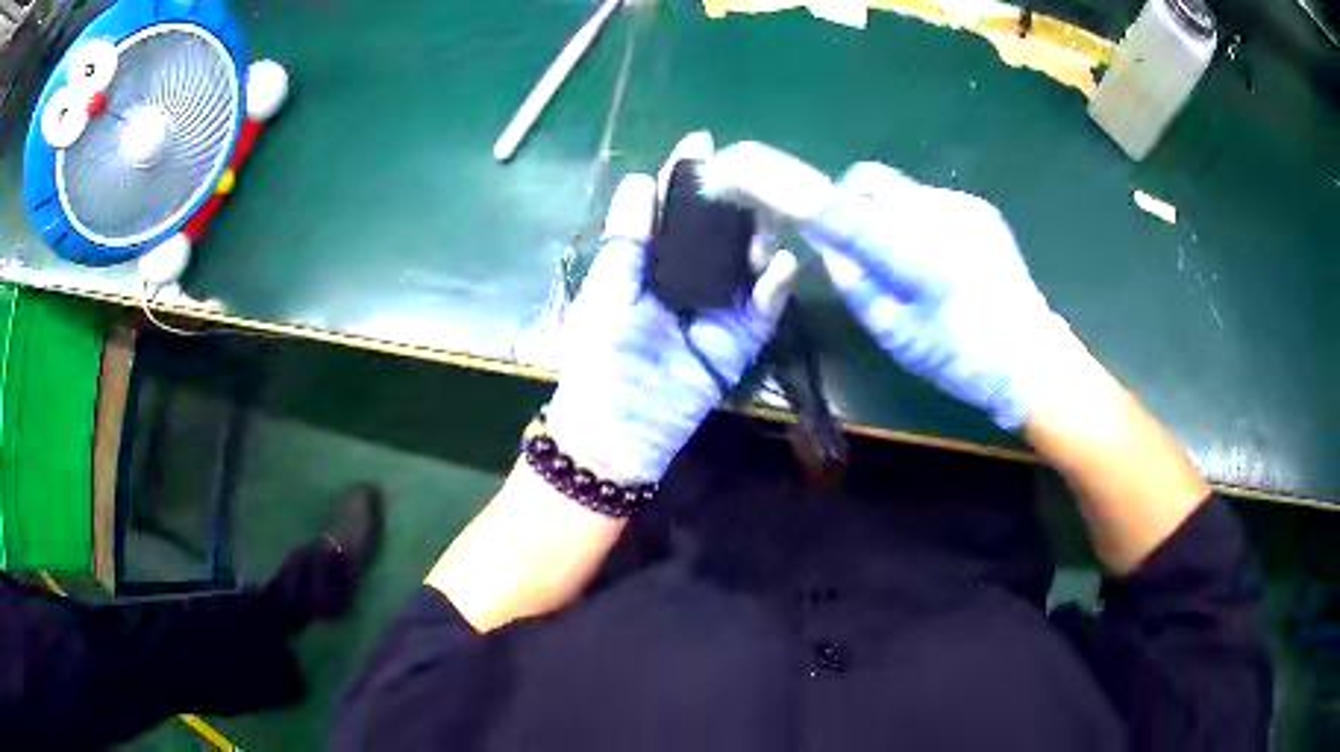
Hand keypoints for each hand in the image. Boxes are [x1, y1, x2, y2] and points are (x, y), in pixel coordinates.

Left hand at [546, 171, 797, 482]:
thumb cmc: (601, 355)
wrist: (619, 425)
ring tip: (765, 217)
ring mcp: (722, 307)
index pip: (674, 211)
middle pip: (720, 230)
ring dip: (759, 236)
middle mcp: (691, 277)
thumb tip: (640, 179)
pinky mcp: (744, 338)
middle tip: (750, 178)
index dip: (685, 178)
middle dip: (734, 202)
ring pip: (749, 261)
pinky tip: (780, 262)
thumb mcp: (607, 289)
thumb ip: (628, 238)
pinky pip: (767, 307)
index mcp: (652, 262)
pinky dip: (778, 285)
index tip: (702, 142)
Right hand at [803, 163, 1073, 430]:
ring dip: (883, 210)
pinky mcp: (978, 208)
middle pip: (870, 179)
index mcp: (916, 254)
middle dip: (850, 201)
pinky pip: (927, 199)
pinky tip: (932, 254)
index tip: (794, 208)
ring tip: (899, 254)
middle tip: (851, 239)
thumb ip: (855, 282)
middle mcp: (937, 214)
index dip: (813, 203)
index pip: (846, 210)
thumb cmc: (959, 357)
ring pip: (898, 187)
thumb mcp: (894, 332)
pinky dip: (913, 217)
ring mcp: (961, 206)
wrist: (1030, 355)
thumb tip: (827, 245)